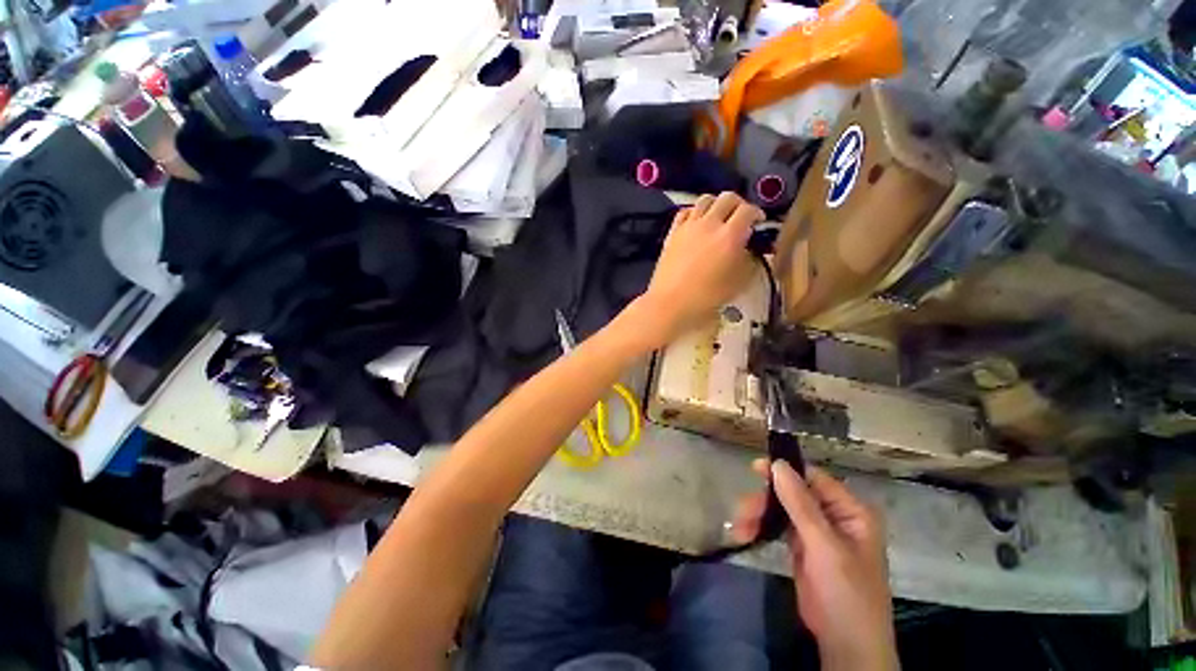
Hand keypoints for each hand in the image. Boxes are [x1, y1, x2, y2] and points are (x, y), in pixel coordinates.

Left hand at [633, 192, 762, 347]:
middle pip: (727, 198)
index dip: (757, 213)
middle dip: (738, 204)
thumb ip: (749, 261)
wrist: (670, 302)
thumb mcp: (738, 283)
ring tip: (718, 218)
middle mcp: (709, 224)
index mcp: (730, 235)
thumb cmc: (707, 297)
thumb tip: (748, 249)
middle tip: (740, 218)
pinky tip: (696, 223)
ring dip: (716, 204)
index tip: (759, 222)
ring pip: (705, 200)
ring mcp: (688, 226)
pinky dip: (694, 212)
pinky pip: (684, 212)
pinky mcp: (672, 233)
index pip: (748, 210)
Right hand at [733, 461, 898, 670]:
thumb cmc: (846, 593)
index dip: (785, 472)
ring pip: (781, 509)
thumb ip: (801, 504)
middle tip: (743, 511)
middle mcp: (834, 516)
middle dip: (766, 500)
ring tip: (739, 528)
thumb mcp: (824, 547)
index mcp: (850, 511)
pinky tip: (745, 534)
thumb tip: (778, 464)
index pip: (814, 479)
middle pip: (792, 493)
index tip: (755, 469)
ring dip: (758, 515)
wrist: (845, 645)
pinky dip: (760, 528)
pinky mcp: (801, 547)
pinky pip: (777, 527)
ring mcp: (817, 532)